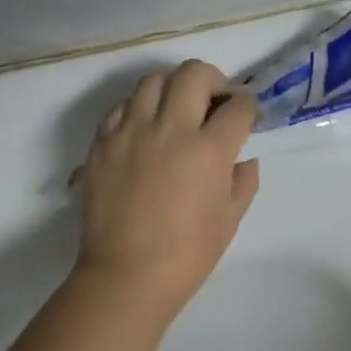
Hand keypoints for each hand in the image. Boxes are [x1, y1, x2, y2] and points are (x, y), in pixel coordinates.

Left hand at [73, 60, 259, 313]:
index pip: (238, 106)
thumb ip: (243, 181)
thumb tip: (243, 158)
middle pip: (194, 73)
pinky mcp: (102, 143)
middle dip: (214, 80)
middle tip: (215, 102)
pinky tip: (144, 130)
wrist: (126, 276)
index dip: (248, 105)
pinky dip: (137, 110)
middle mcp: (170, 129)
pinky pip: (120, 107)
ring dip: (172, 89)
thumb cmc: (187, 254)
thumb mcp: (230, 219)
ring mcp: (130, 132)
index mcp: (208, 149)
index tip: (247, 114)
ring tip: (176, 111)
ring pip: (152, 81)